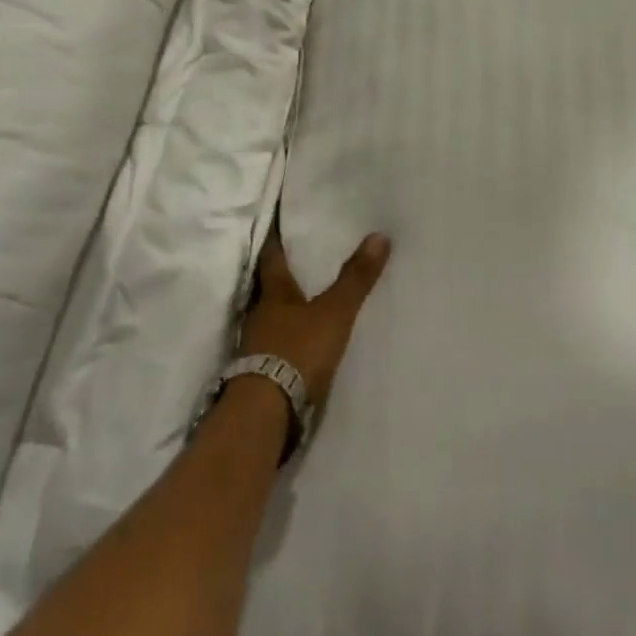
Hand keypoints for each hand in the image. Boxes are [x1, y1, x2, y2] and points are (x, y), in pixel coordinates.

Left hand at [239, 231, 390, 407]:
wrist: (266, 412)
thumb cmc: (297, 350)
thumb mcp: (333, 313)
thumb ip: (355, 279)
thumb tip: (379, 235)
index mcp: (273, 293)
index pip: (272, 256)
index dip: (276, 240)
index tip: (280, 223)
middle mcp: (259, 313)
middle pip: (270, 287)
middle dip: (285, 275)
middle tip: (301, 259)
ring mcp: (256, 345)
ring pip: (271, 316)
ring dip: (285, 309)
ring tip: (305, 300)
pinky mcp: (259, 373)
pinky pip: (274, 345)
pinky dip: (286, 339)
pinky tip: (299, 342)